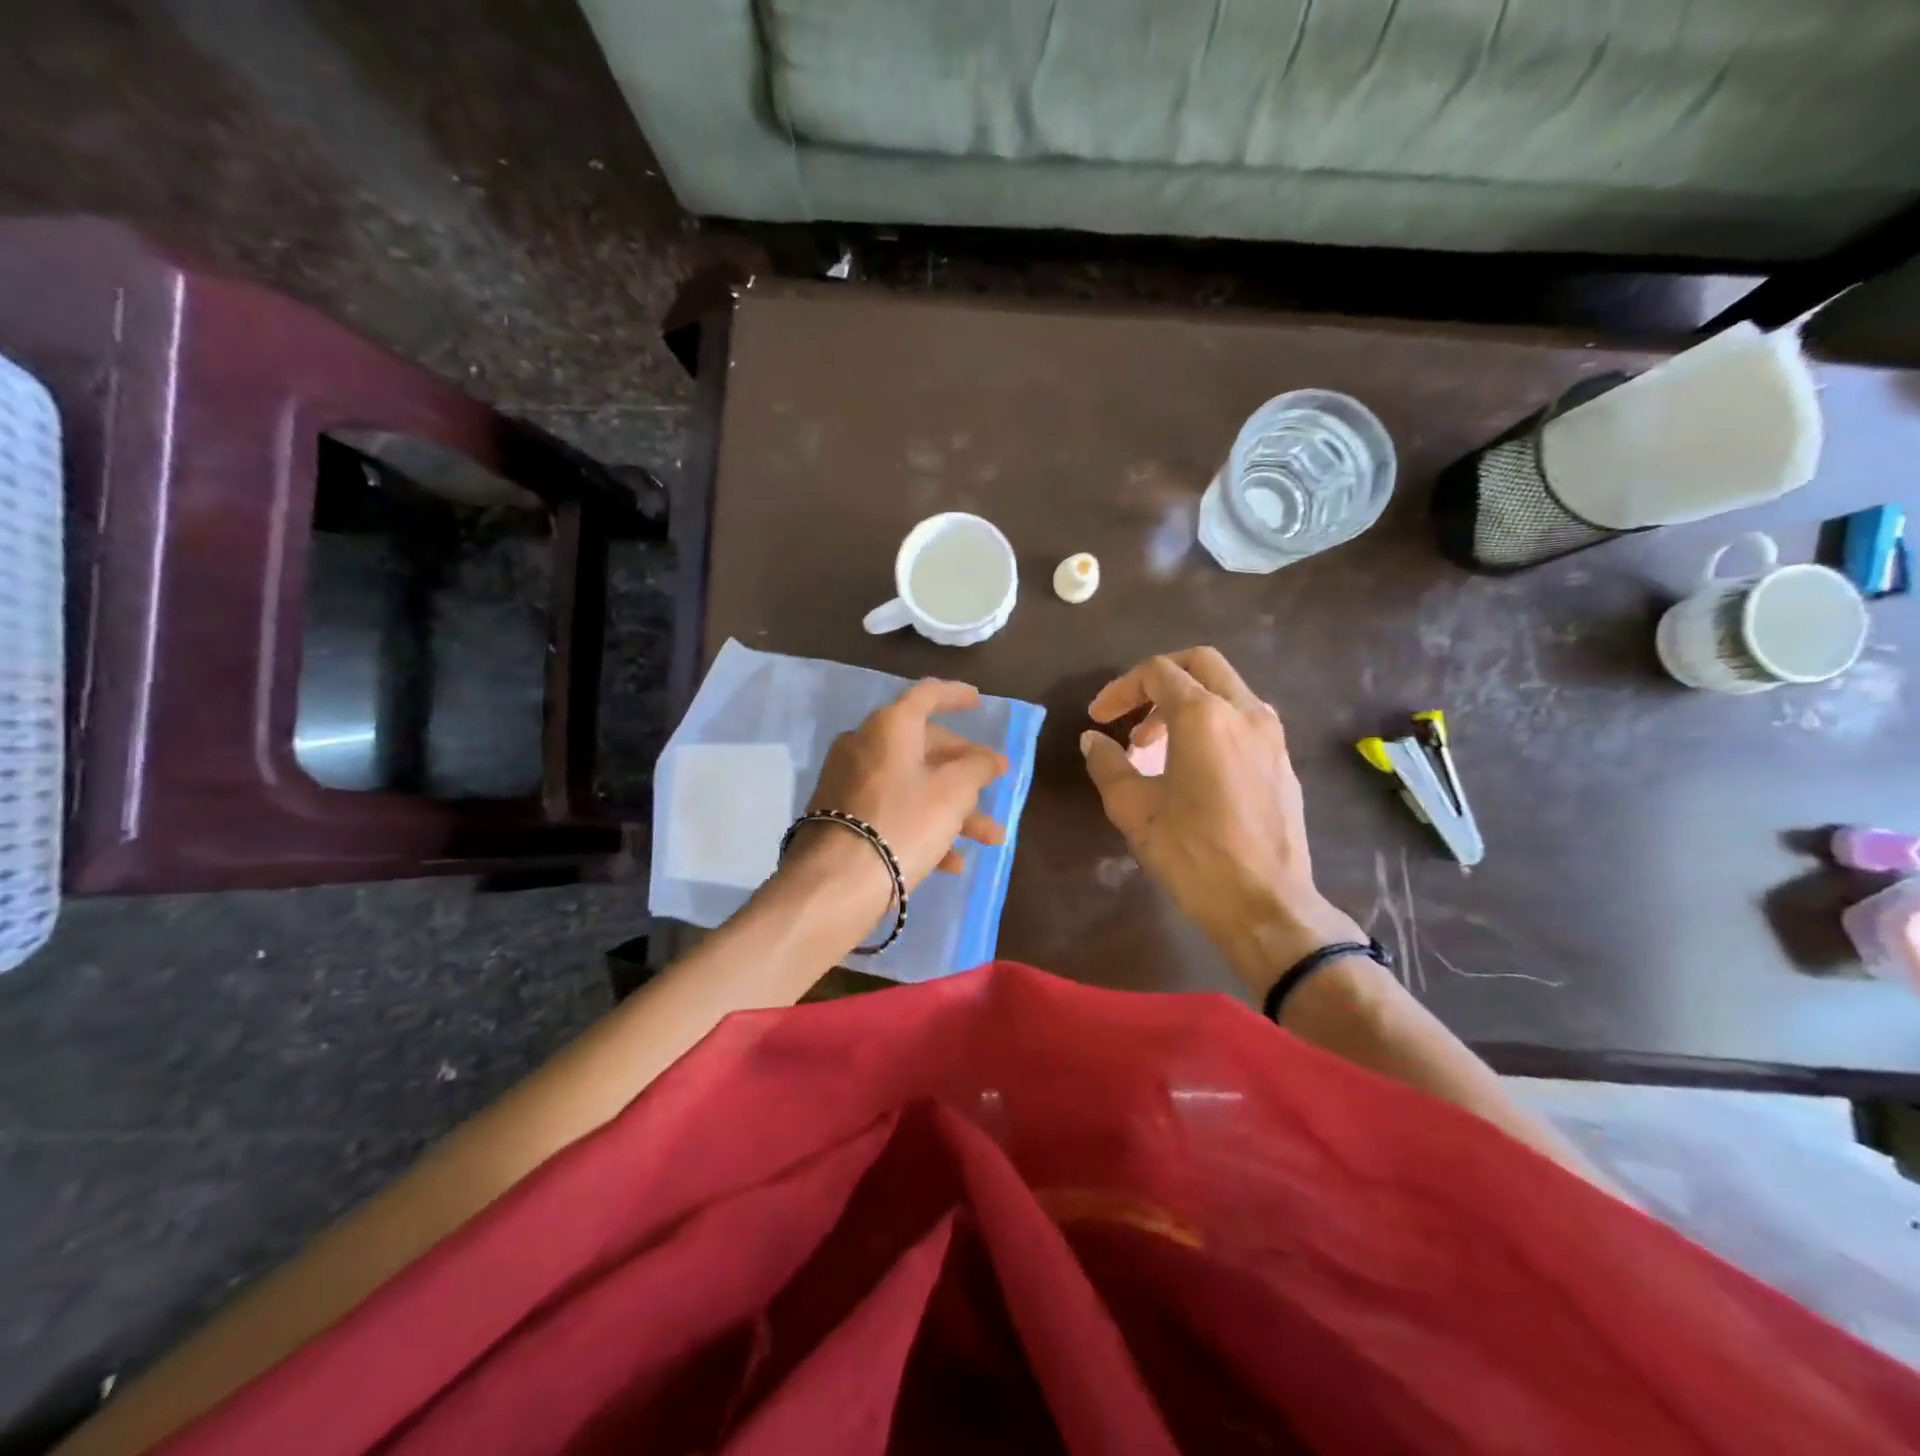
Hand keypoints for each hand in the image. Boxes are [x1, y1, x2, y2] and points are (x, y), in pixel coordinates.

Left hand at [795, 680, 1007, 896]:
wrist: (836, 883)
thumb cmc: (903, 823)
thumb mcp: (953, 793)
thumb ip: (978, 767)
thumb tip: (990, 759)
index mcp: (889, 727)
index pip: (927, 695)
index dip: (955, 695)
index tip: (977, 701)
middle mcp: (864, 746)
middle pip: (924, 747)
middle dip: (965, 770)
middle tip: (993, 783)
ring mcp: (850, 783)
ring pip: (913, 785)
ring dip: (954, 809)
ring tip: (990, 838)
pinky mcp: (843, 818)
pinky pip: (893, 812)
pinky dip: (924, 827)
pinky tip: (952, 862)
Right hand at [1080, 648, 1362, 989]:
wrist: (1266, 905)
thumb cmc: (1193, 854)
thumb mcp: (1134, 810)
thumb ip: (1108, 765)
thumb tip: (1094, 741)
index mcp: (1204, 716)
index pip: (1158, 673)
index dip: (1120, 689)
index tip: (1099, 719)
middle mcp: (1245, 712)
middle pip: (1201, 664)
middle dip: (1158, 681)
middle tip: (1131, 717)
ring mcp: (1272, 736)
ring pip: (1226, 690)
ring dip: (1187, 703)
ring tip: (1156, 747)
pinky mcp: (1284, 762)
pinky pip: (1244, 721)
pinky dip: (1212, 725)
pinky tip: (1193, 768)